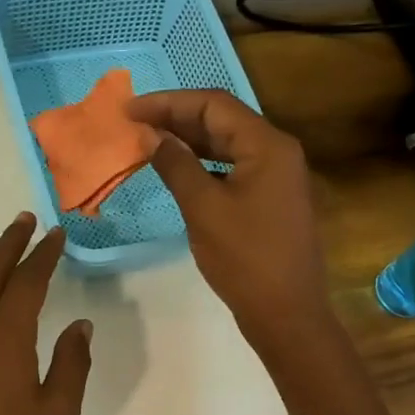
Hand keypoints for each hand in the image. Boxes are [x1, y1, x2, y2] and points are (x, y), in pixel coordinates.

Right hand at [127, 90, 330, 343]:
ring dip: (188, 140)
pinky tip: (177, 169)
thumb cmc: (245, 259)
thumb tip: (151, 136)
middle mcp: (276, 151)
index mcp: (267, 145)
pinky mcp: (270, 197)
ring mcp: (276, 175)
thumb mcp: (203, 208)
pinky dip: (203, 163)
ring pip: (226, 144)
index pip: (213, 105)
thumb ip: (176, 165)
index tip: (129, 110)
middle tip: (133, 123)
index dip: (168, 102)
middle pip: (222, 120)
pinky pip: (232, 167)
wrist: (286, 312)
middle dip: (176, 118)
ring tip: (147, 141)